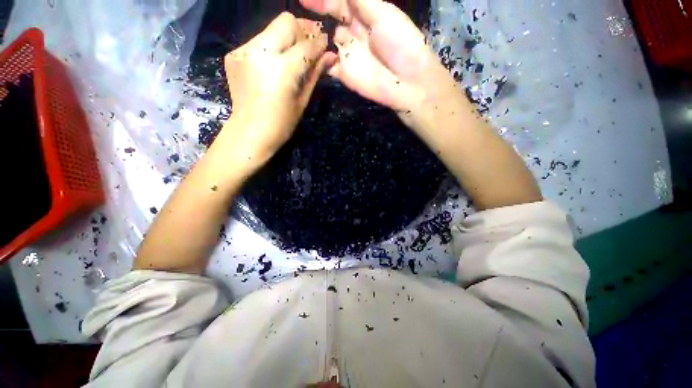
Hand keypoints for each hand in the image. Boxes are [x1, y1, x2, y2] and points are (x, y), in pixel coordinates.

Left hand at [224, 12, 336, 160]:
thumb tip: (330, 56)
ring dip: (286, 39)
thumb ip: (315, 74)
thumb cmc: (281, 124)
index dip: (319, 42)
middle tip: (308, 46)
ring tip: (291, 58)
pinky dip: (270, 48)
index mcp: (282, 70)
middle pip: (286, 22)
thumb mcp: (303, 101)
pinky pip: (258, 41)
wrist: (249, 132)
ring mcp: (244, 51)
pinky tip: (272, 66)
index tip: (325, 43)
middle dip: (302, 31)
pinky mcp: (234, 54)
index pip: (306, 44)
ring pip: (271, 29)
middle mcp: (260, 52)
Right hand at [300, 0, 455, 115]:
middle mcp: (353, 33)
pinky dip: (318, 60)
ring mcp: (347, 55)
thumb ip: (357, 0)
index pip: (338, 3)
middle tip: (299, 12)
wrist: (406, 81)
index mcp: (364, 15)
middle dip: (317, 16)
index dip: (322, 0)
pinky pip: (327, 65)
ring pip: (326, 43)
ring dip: (314, 38)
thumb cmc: (400, 42)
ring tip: (298, 32)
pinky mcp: (344, 74)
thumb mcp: (381, 12)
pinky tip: (308, 54)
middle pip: (330, 21)